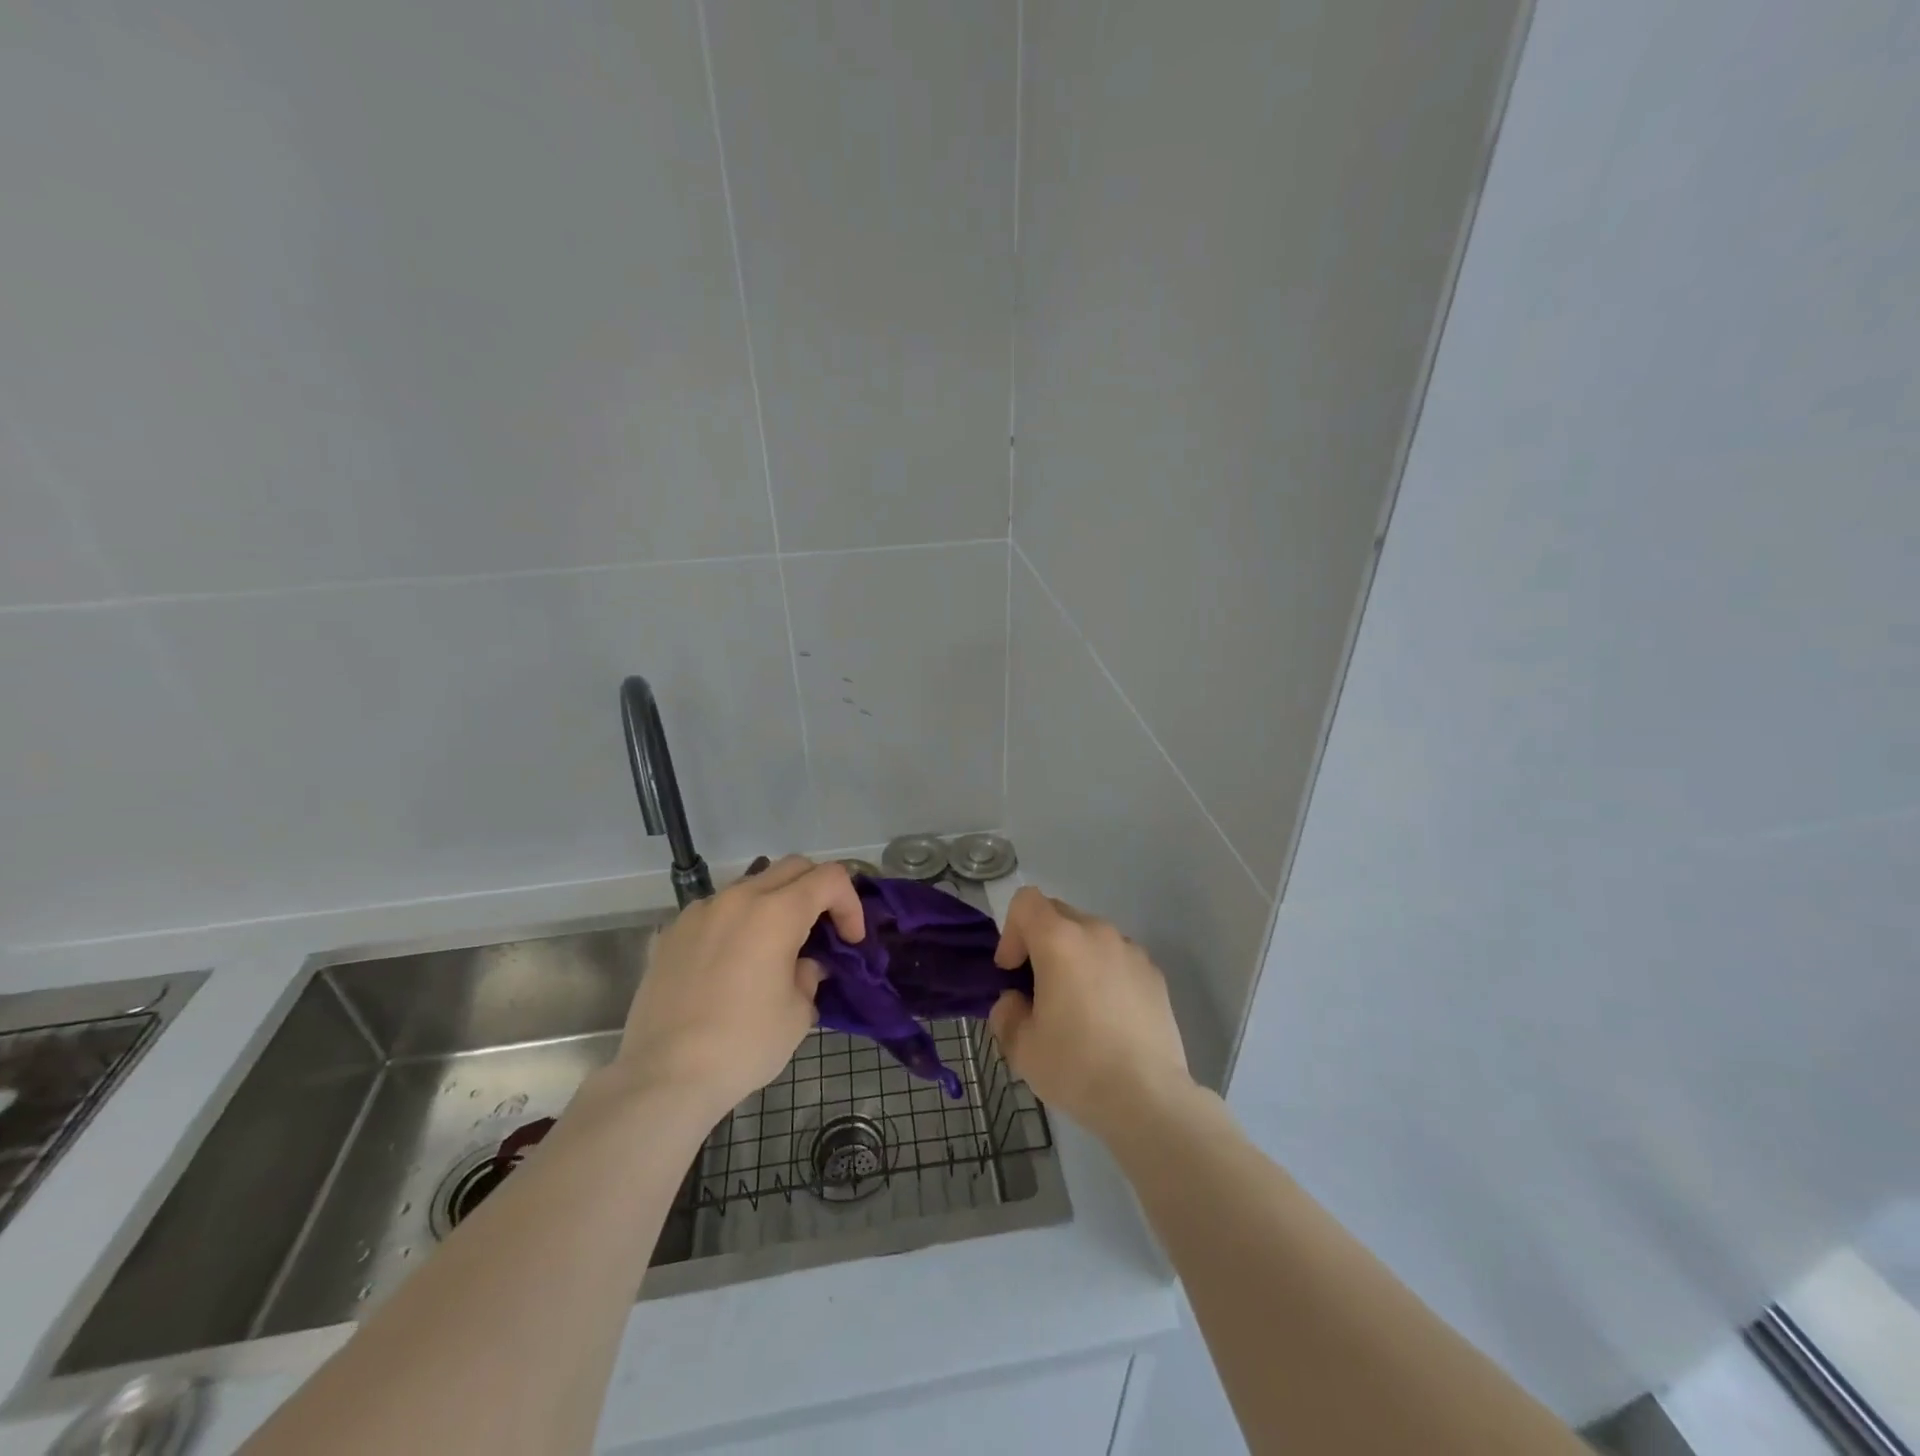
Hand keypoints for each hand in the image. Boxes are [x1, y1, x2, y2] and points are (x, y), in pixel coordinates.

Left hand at [614, 855, 863, 1122]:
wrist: (663, 1077)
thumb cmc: (743, 1045)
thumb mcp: (798, 1014)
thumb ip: (809, 976)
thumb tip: (804, 965)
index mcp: (776, 912)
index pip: (830, 879)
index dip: (850, 904)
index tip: (850, 942)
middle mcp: (738, 898)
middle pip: (792, 867)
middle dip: (817, 892)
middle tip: (822, 932)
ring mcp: (699, 912)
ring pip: (751, 886)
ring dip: (774, 904)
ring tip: (774, 949)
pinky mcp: (671, 933)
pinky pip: (716, 912)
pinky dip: (737, 924)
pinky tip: (732, 964)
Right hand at [988, 887, 1192, 1140]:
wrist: (1148, 1099)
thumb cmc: (1076, 1067)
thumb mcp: (1021, 1047)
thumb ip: (1006, 1013)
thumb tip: (1015, 1001)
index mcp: (1060, 940)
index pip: (1026, 901)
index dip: (1011, 931)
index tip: (1012, 972)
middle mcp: (1097, 932)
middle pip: (1058, 915)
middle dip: (1040, 943)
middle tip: (1038, 990)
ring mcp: (1131, 951)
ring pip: (1091, 937)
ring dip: (1075, 958)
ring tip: (1077, 1006)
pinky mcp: (1155, 974)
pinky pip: (1118, 958)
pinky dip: (1105, 974)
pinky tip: (1108, 1018)